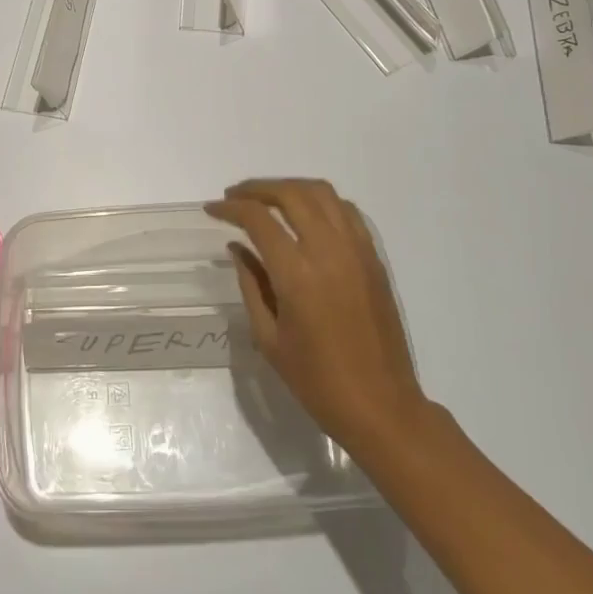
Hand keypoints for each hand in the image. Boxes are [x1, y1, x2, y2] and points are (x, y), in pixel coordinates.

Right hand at [204, 178, 427, 455]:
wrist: (380, 405)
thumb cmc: (316, 381)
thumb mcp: (269, 338)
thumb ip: (250, 284)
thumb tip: (237, 247)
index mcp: (297, 274)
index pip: (258, 219)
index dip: (231, 208)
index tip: (212, 209)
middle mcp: (329, 251)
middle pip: (291, 194)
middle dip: (257, 188)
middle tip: (235, 196)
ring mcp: (357, 250)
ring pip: (322, 193)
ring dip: (289, 188)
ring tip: (267, 199)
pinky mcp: (374, 258)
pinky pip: (346, 211)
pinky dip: (321, 202)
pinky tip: (306, 215)